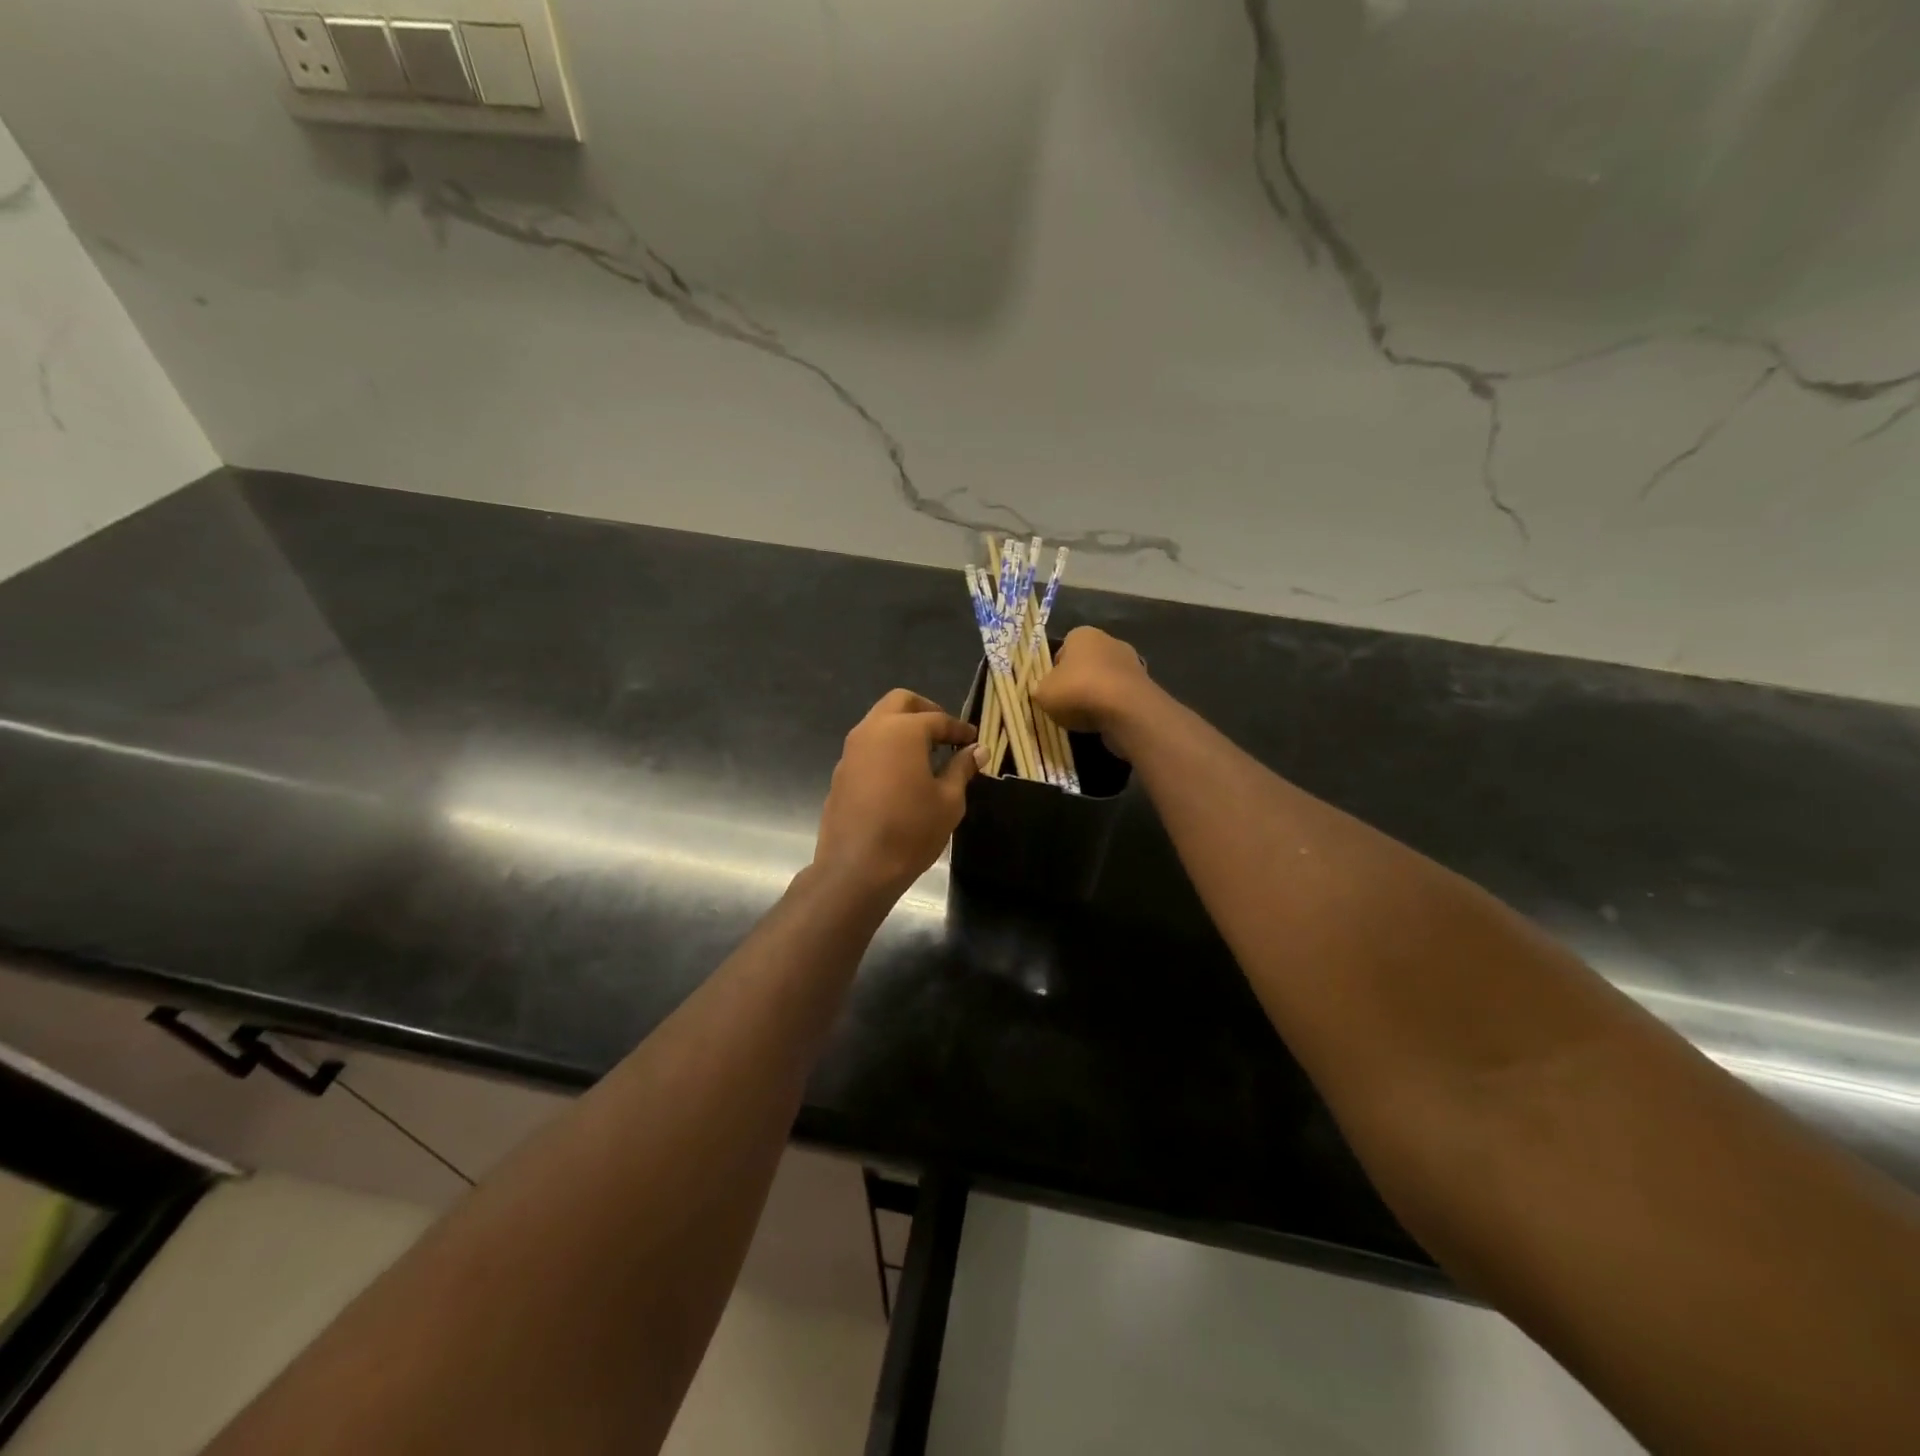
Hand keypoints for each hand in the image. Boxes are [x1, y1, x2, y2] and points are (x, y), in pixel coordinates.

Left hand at [813, 690, 978, 896]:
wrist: (856, 867)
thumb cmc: (911, 830)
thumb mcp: (948, 800)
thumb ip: (961, 768)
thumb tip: (977, 750)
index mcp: (902, 731)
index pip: (938, 719)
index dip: (959, 729)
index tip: (974, 740)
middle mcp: (872, 730)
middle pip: (900, 703)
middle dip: (926, 711)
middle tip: (945, 734)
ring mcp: (851, 751)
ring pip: (879, 722)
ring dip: (903, 729)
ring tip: (926, 755)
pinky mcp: (841, 773)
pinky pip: (867, 747)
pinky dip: (887, 749)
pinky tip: (902, 776)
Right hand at [1032, 627, 1154, 755]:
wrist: (1126, 710)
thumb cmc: (1078, 691)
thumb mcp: (1043, 693)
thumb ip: (1040, 689)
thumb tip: (1043, 692)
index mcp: (1082, 634)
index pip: (1063, 649)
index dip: (1054, 670)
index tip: (1051, 689)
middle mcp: (1109, 641)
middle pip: (1085, 664)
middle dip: (1076, 682)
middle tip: (1065, 704)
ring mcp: (1131, 663)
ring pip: (1104, 681)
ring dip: (1095, 696)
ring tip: (1084, 718)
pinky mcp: (1145, 686)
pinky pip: (1120, 697)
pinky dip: (1112, 708)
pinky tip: (1104, 722)